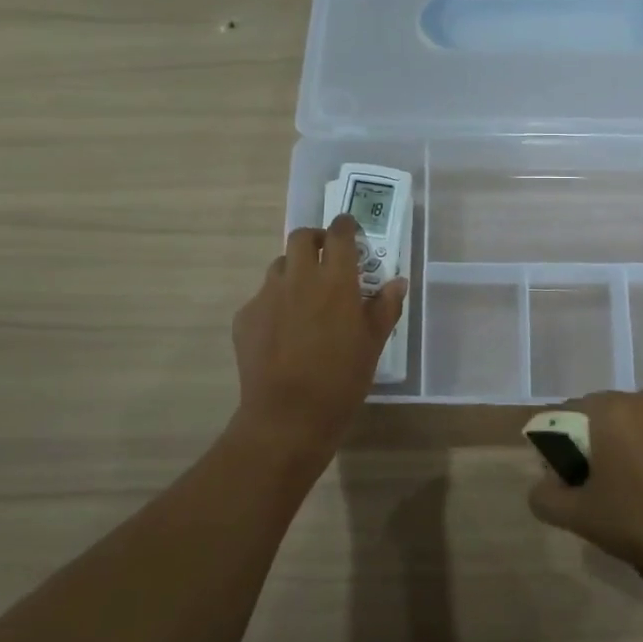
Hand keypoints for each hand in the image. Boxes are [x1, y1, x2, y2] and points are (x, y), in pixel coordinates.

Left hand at [232, 216, 407, 456]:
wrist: (288, 416)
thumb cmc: (341, 380)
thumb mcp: (373, 344)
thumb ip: (385, 307)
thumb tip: (396, 283)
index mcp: (335, 280)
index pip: (339, 234)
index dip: (345, 226)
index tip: (350, 229)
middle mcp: (298, 278)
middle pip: (301, 238)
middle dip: (315, 240)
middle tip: (326, 257)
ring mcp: (267, 295)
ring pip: (279, 266)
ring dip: (294, 270)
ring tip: (305, 296)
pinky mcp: (246, 316)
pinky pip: (262, 297)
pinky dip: (276, 303)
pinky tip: (283, 331)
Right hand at [527, 390, 642, 587]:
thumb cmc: (639, 522)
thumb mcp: (579, 515)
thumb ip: (545, 496)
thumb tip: (542, 485)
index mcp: (609, 409)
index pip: (561, 417)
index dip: (554, 451)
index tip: (564, 485)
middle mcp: (637, 400)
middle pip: (590, 420)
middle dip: (582, 451)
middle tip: (587, 493)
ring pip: (618, 430)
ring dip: (609, 455)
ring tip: (616, 496)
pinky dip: (634, 456)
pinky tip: (642, 493)